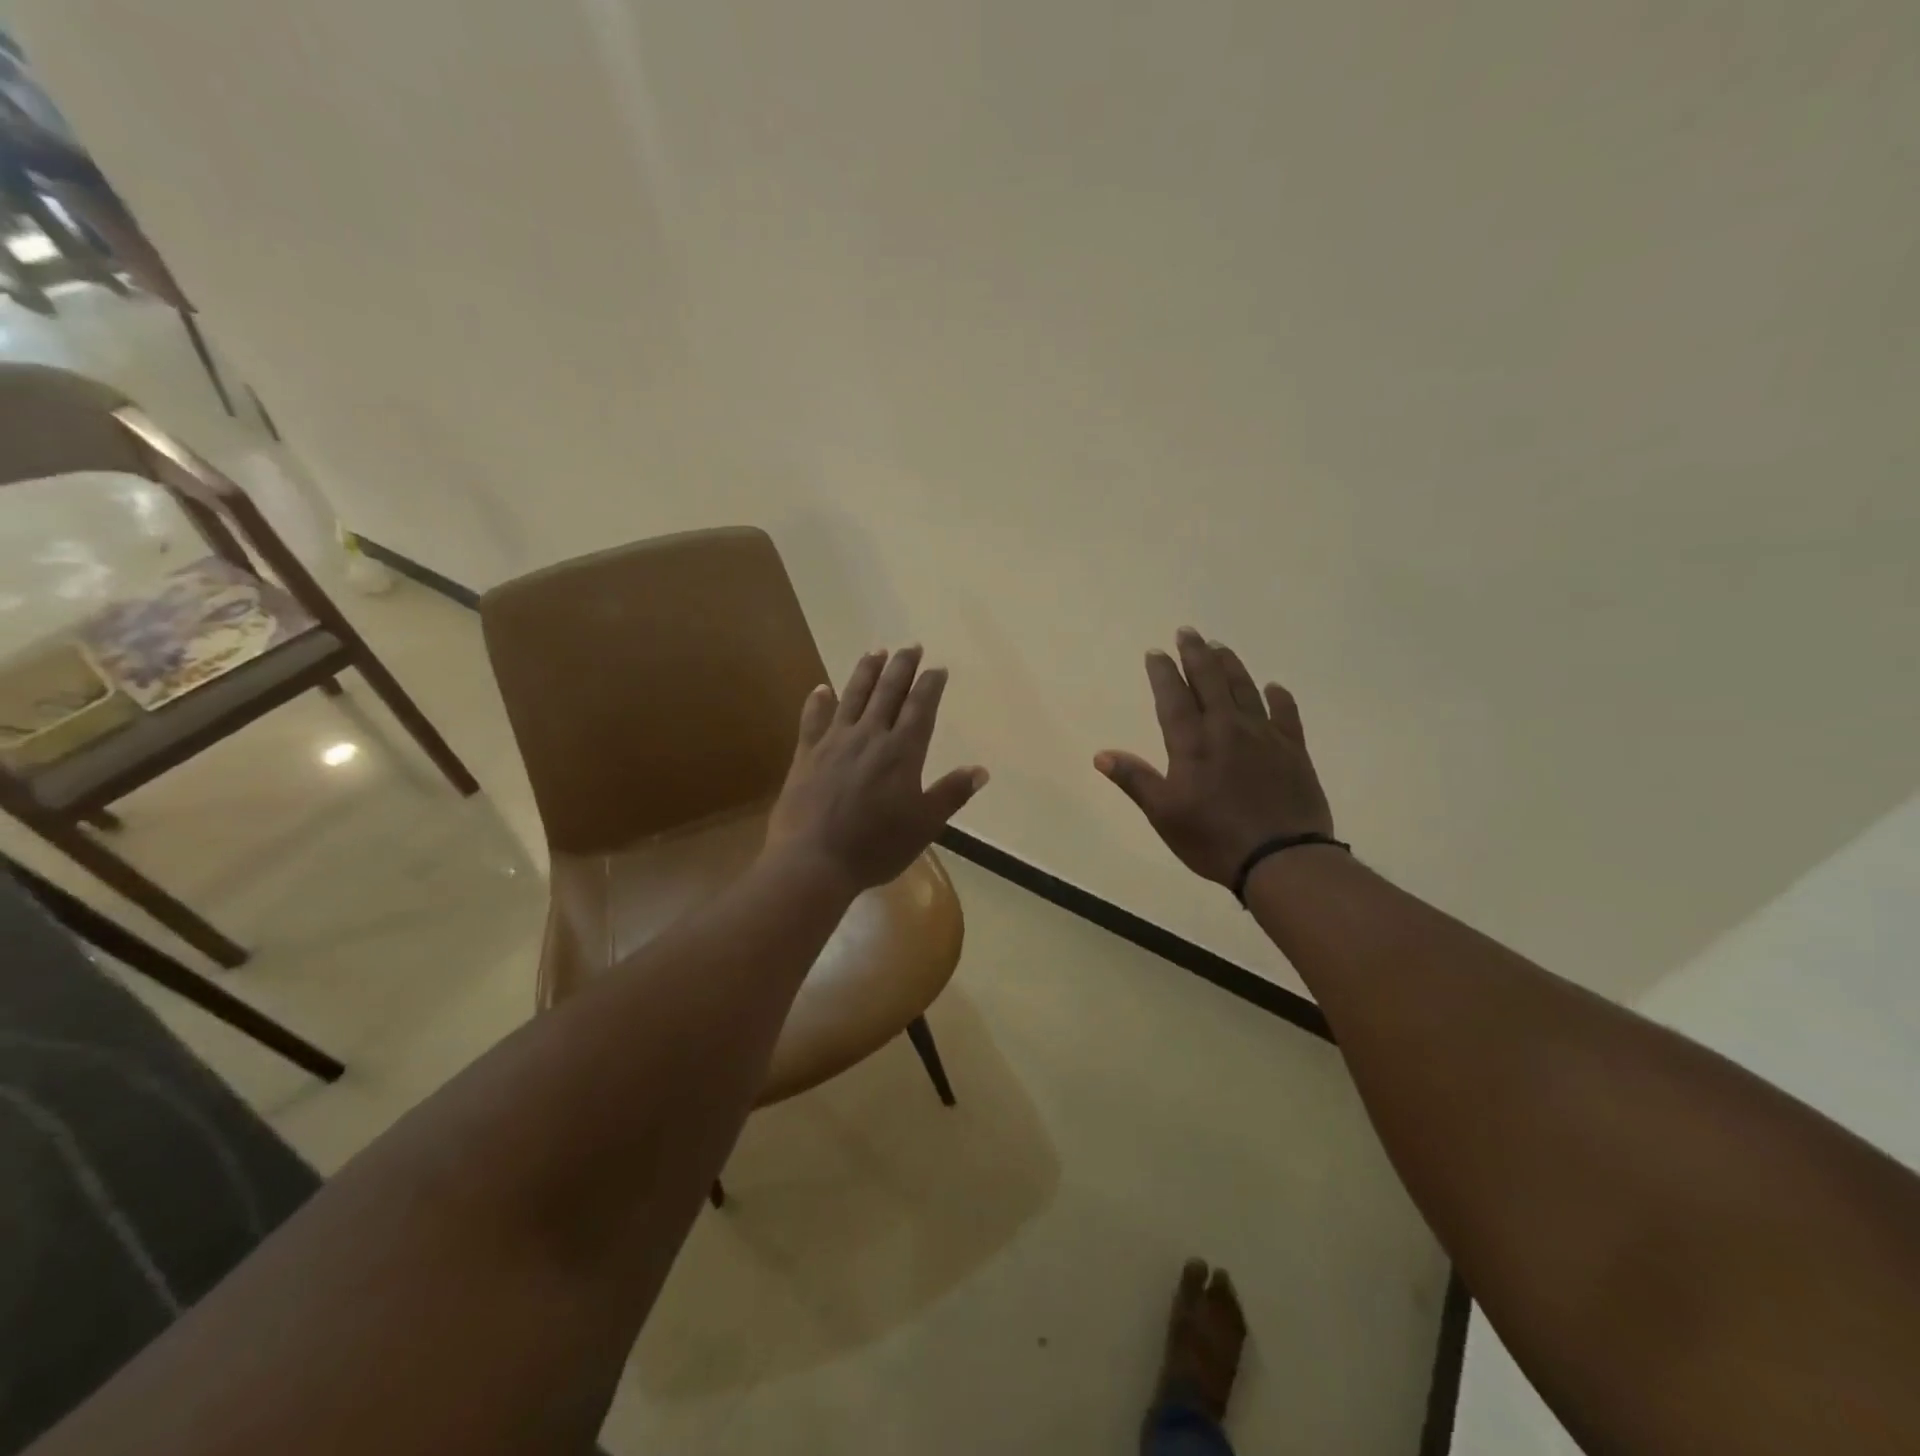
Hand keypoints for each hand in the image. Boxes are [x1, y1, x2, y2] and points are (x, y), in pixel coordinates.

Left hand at [764, 646, 988, 894]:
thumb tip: (981, 769)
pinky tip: (822, 688)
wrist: (813, 860)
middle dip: (902, 667)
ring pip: (853, 695)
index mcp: (902, 751)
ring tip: (876, 651)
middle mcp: (869, 736)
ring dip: (866, 671)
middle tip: (911, 646)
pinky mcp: (807, 754)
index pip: (920, 707)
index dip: (930, 685)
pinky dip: (819, 701)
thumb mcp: (924, 825)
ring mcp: (834, 742)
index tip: (937, 667)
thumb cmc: (875, 846)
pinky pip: (813, 719)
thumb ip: (951, 793)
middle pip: (888, 692)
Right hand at [1095, 628, 1333, 886]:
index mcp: (1192, 743)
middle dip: (1196, 654)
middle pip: (1210, 681)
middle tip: (1188, 632)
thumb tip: (1101, 755)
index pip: (1173, 697)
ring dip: (1230, 665)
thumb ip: (1135, 780)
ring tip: (1220, 647)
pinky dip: (1278, 698)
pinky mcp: (1293, 750)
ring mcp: (1264, 736)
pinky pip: (1286, 714)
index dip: (1163, 673)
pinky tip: (1273, 687)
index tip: (1156, 652)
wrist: (1282, 858)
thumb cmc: (1213, 839)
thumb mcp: (1164, 814)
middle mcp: (1227, 729)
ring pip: (1244, 689)